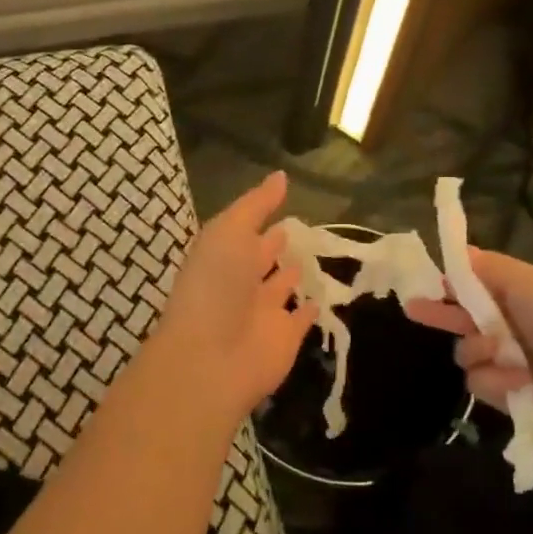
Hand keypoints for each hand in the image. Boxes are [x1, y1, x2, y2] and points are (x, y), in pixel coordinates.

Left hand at [143, 171, 317, 425]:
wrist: (211, 358)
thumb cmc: (215, 285)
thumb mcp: (230, 231)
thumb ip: (256, 205)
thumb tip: (281, 175)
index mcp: (223, 256)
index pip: (245, 233)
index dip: (261, 218)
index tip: (283, 202)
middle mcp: (241, 283)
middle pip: (261, 259)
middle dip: (276, 245)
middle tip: (300, 229)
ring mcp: (263, 313)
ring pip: (281, 288)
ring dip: (293, 275)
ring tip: (311, 258)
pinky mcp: (284, 338)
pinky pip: (301, 319)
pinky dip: (310, 309)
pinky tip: (321, 299)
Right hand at [406, 248, 532, 442]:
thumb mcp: (529, 282)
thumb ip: (488, 267)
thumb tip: (459, 251)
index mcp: (518, 295)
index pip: (473, 285)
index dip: (449, 283)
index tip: (424, 281)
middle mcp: (510, 327)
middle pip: (462, 318)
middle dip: (441, 314)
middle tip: (414, 309)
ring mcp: (507, 362)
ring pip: (465, 352)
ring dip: (479, 351)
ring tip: (503, 354)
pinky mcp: (507, 395)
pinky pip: (478, 383)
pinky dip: (497, 381)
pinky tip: (519, 382)